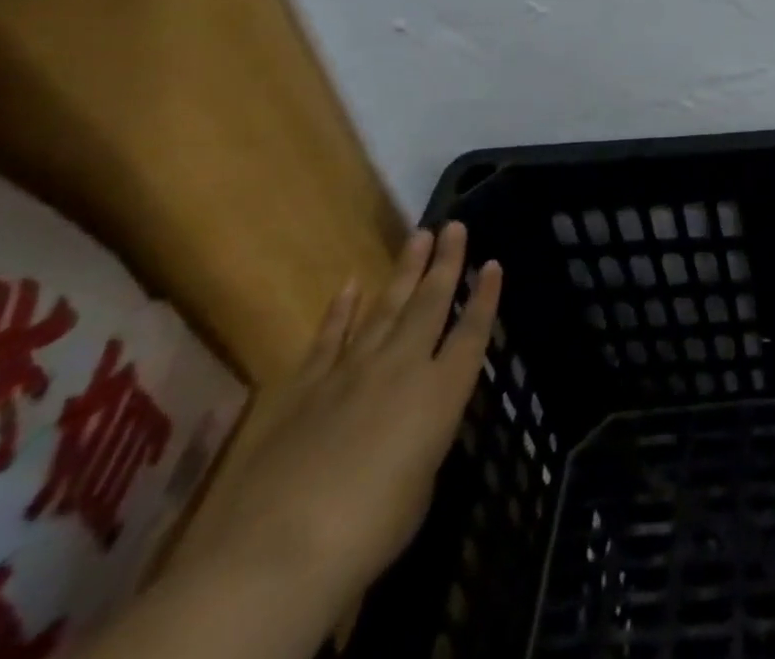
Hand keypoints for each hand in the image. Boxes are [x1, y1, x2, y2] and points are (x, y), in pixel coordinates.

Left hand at [172, 223, 501, 617]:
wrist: (280, 549)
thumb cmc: (371, 528)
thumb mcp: (419, 488)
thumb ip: (421, 446)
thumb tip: (409, 434)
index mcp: (441, 391)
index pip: (472, 332)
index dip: (486, 298)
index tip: (494, 264)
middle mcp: (403, 366)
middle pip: (431, 303)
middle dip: (447, 262)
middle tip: (455, 226)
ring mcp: (352, 371)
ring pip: (386, 307)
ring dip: (405, 271)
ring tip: (419, 236)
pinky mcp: (307, 388)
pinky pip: (330, 337)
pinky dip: (341, 310)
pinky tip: (351, 285)